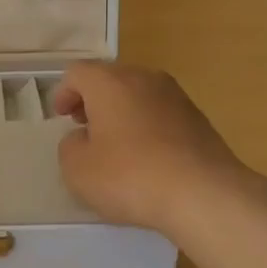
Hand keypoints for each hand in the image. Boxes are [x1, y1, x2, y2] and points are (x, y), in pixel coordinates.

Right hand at [53, 62, 266, 241]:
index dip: (64, 92)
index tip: (61, 117)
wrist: (204, 195)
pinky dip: (146, 127)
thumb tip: (83, 138)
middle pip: (110, 79)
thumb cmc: (130, 176)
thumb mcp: (78, 169)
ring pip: (138, 95)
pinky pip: (160, 114)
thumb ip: (70, 146)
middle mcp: (144, 78)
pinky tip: (145, 158)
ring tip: (115, 145)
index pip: (77, 72)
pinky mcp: (198, 119)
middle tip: (84, 127)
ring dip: (121, 113)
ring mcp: (176, 97)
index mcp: (110, 82)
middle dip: (93, 100)